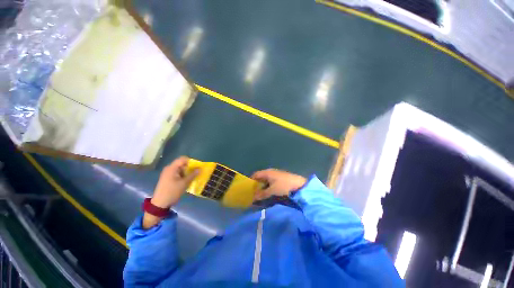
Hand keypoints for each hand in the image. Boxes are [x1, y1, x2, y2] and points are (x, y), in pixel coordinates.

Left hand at [151, 156, 199, 208]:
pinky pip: (178, 173)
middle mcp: (169, 168)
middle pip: (182, 164)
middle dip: (190, 167)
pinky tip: (187, 181)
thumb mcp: (184, 183)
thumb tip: (200, 168)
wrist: (160, 203)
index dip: (191, 161)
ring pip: (180, 169)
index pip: (183, 159)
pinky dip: (183, 176)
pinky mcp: (168, 178)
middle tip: (196, 173)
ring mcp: (168, 173)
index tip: (197, 167)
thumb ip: (193, 175)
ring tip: (192, 178)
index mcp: (172, 168)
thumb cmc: (172, 191)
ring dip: (187, 172)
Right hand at [252, 169, 305, 200]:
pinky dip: (269, 188)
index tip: (248, 190)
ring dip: (263, 188)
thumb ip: (262, 194)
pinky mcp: (281, 179)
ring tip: (261, 196)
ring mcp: (276, 175)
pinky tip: (269, 194)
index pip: (255, 175)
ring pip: (266, 181)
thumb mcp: (272, 191)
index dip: (251, 181)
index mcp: (267, 172)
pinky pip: (271, 183)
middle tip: (254, 195)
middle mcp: (271, 172)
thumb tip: (253, 197)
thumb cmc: (284, 186)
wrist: (300, 186)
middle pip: (260, 178)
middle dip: (257, 186)